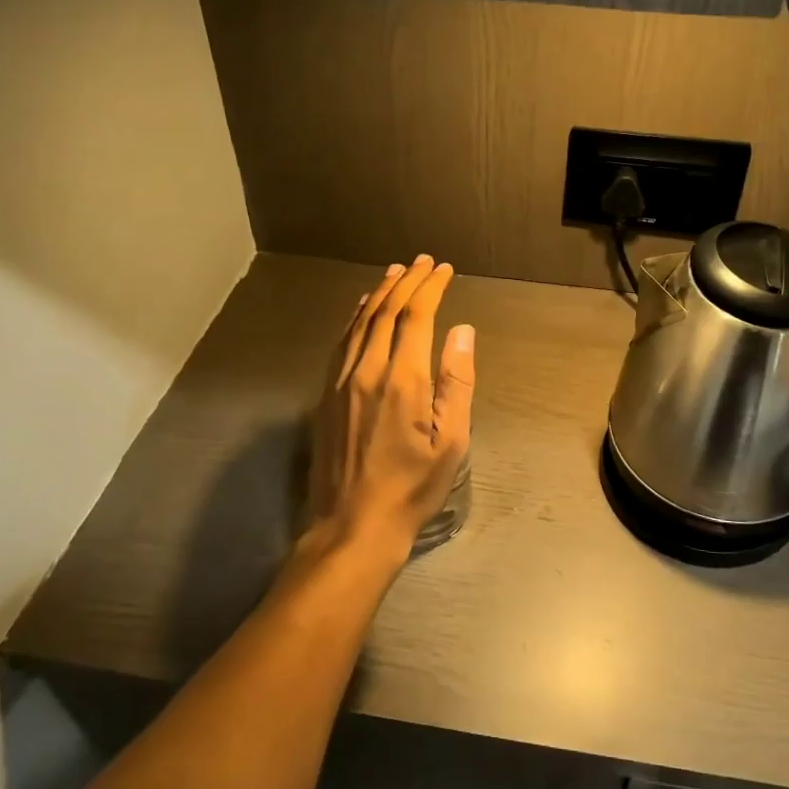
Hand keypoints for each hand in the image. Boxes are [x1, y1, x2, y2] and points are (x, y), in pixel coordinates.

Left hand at [306, 255, 475, 564]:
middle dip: (407, 282)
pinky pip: (342, 342)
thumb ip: (456, 382)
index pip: (416, 316)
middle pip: (386, 311)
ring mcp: (341, 381)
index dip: (431, 288)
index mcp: (402, 380)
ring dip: (380, 293)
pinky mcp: (326, 394)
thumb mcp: (451, 441)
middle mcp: (367, 370)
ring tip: (396, 273)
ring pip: (361, 322)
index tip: (444, 270)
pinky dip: (356, 318)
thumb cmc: (412, 488)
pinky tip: (363, 309)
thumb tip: (463, 332)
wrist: (353, 525)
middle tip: (424, 262)